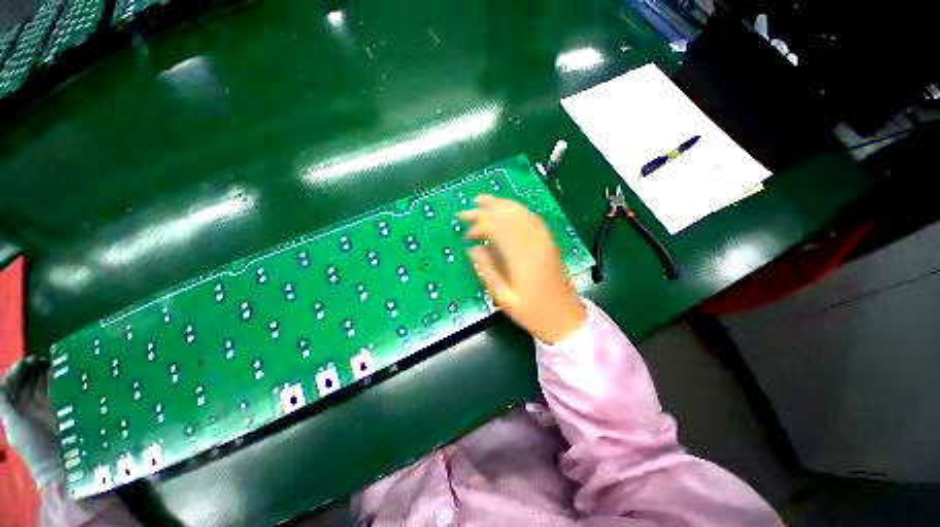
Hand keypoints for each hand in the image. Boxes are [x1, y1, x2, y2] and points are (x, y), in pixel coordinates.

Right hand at [459, 195, 585, 343]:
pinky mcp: (550, 243)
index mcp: (521, 259)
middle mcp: (534, 244)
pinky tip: (509, 210)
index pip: (497, 230)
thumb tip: (473, 249)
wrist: (567, 319)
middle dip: (486, 210)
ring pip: (522, 214)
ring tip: (484, 200)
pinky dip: (518, 211)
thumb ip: (487, 271)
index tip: (466, 234)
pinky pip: (534, 220)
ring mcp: (545, 242)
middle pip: (508, 217)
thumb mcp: (504, 299)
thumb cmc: (533, 313)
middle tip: (468, 209)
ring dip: (502, 204)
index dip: (479, 226)